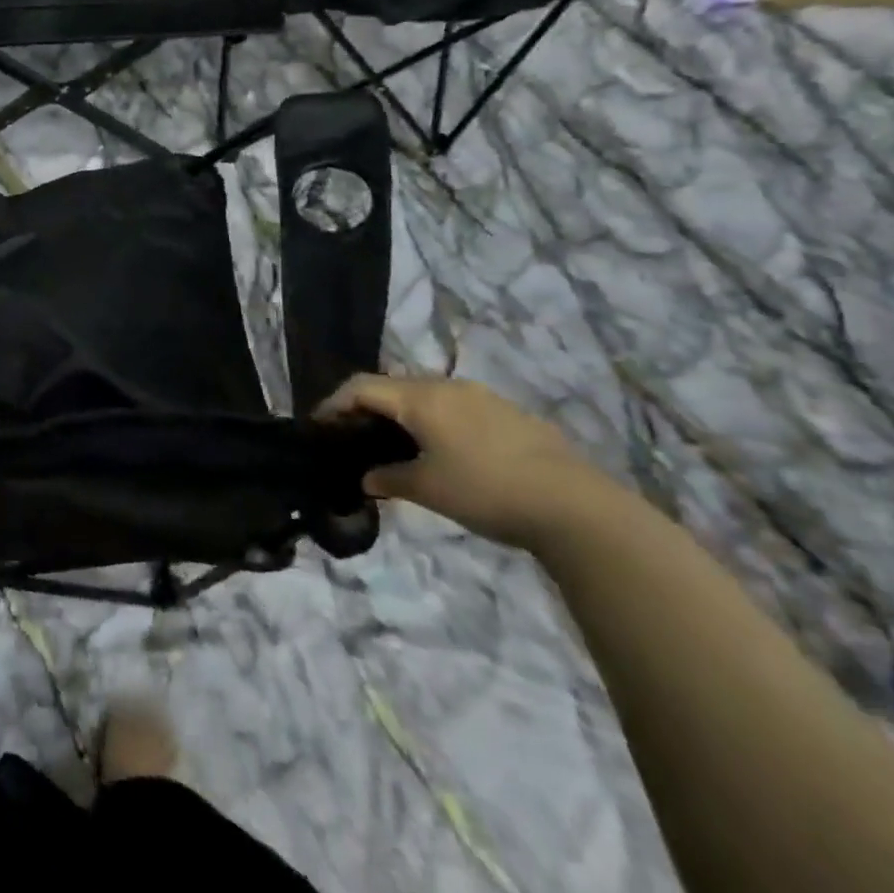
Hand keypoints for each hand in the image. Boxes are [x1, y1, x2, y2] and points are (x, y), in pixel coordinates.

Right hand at [316, 374, 603, 548]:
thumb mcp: (428, 489)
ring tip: (395, 444)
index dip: (334, 403)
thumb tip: (366, 478)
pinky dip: (434, 421)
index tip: (318, 425)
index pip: (361, 386)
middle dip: (367, 407)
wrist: (575, 506)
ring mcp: (481, 397)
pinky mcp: (508, 413)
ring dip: (402, 414)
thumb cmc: (486, 490)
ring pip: (426, 395)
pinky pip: (455, 407)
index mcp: (420, 398)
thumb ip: (389, 479)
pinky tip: (443, 451)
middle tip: (353, 435)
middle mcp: (447, 386)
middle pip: (392, 386)